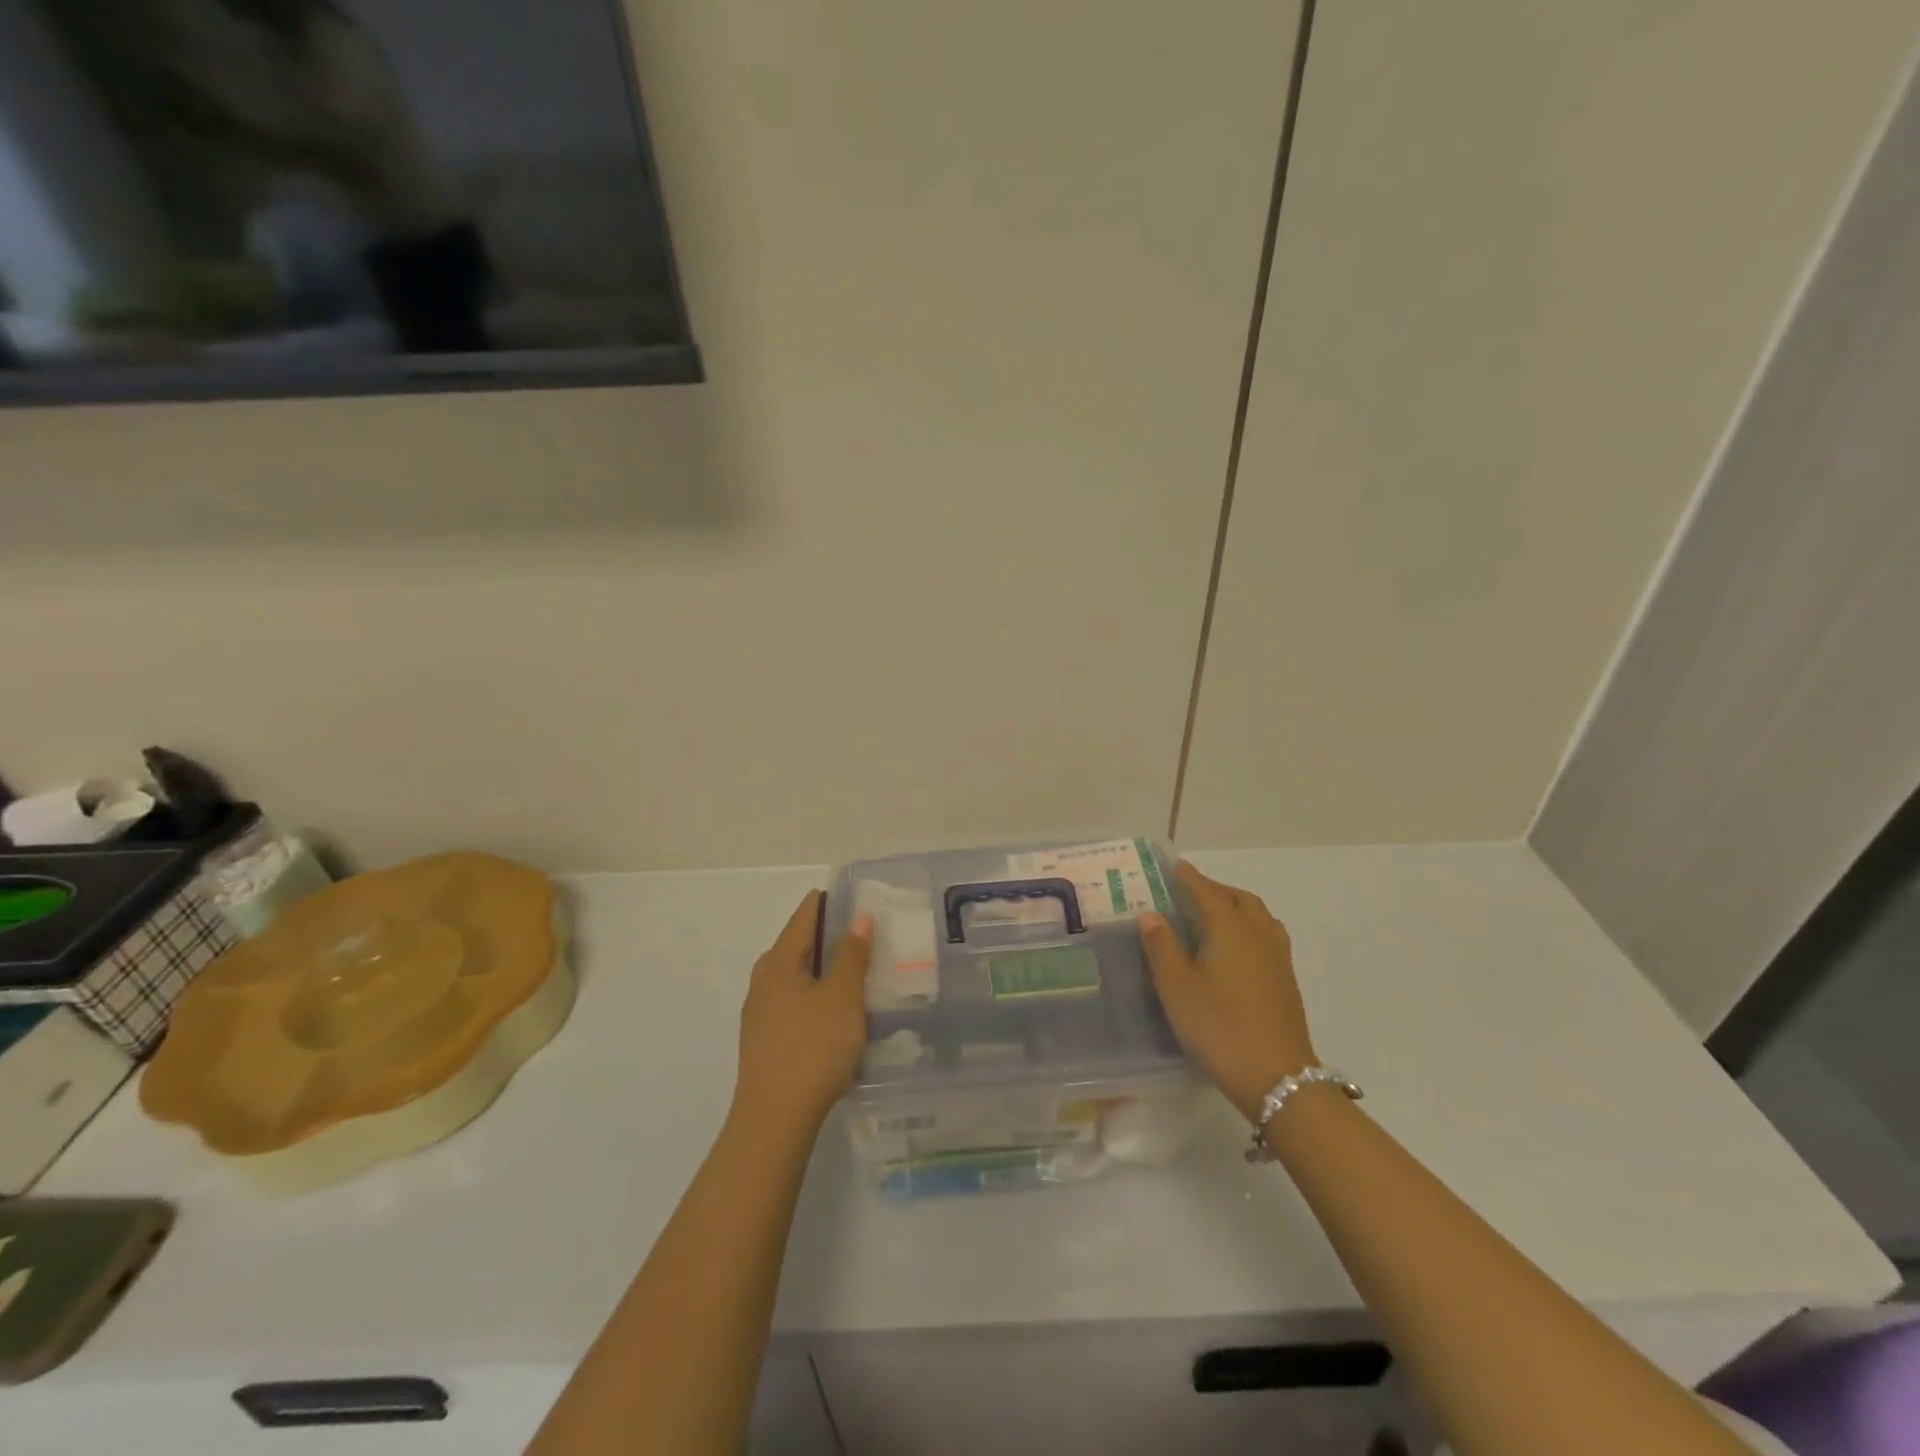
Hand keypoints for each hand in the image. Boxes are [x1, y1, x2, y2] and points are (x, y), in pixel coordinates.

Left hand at [732, 892, 873, 1136]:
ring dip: (824, 970)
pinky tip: (836, 1013)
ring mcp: (760, 1014)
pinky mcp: (765, 1041)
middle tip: (865, 935)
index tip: (854, 895)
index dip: (827, 902)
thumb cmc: (813, 1049)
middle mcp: (763, 982)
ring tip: (857, 973)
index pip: (803, 917)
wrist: (774, 1120)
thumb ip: (852, 954)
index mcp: (778, 963)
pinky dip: (816, 996)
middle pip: (798, 946)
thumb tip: (858, 916)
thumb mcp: (842, 997)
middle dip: (829, 938)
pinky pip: (795, 1003)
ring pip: (797, 978)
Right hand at [1139, 863, 1316, 1121]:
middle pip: (1236, 898)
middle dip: (1212, 889)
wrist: (1278, 1078)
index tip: (1171, 866)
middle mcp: (1257, 932)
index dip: (1187, 877)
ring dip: (1233, 906)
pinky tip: (1234, 949)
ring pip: (1256, 915)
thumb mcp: (1176, 987)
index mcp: (1229, 927)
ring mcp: (1277, 956)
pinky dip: (1247, 927)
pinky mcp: (1285, 979)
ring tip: (1210, 916)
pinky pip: (1266, 935)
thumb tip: (1150, 914)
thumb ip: (1161, 946)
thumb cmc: (1219, 1026)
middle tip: (1186, 892)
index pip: (1205, 890)